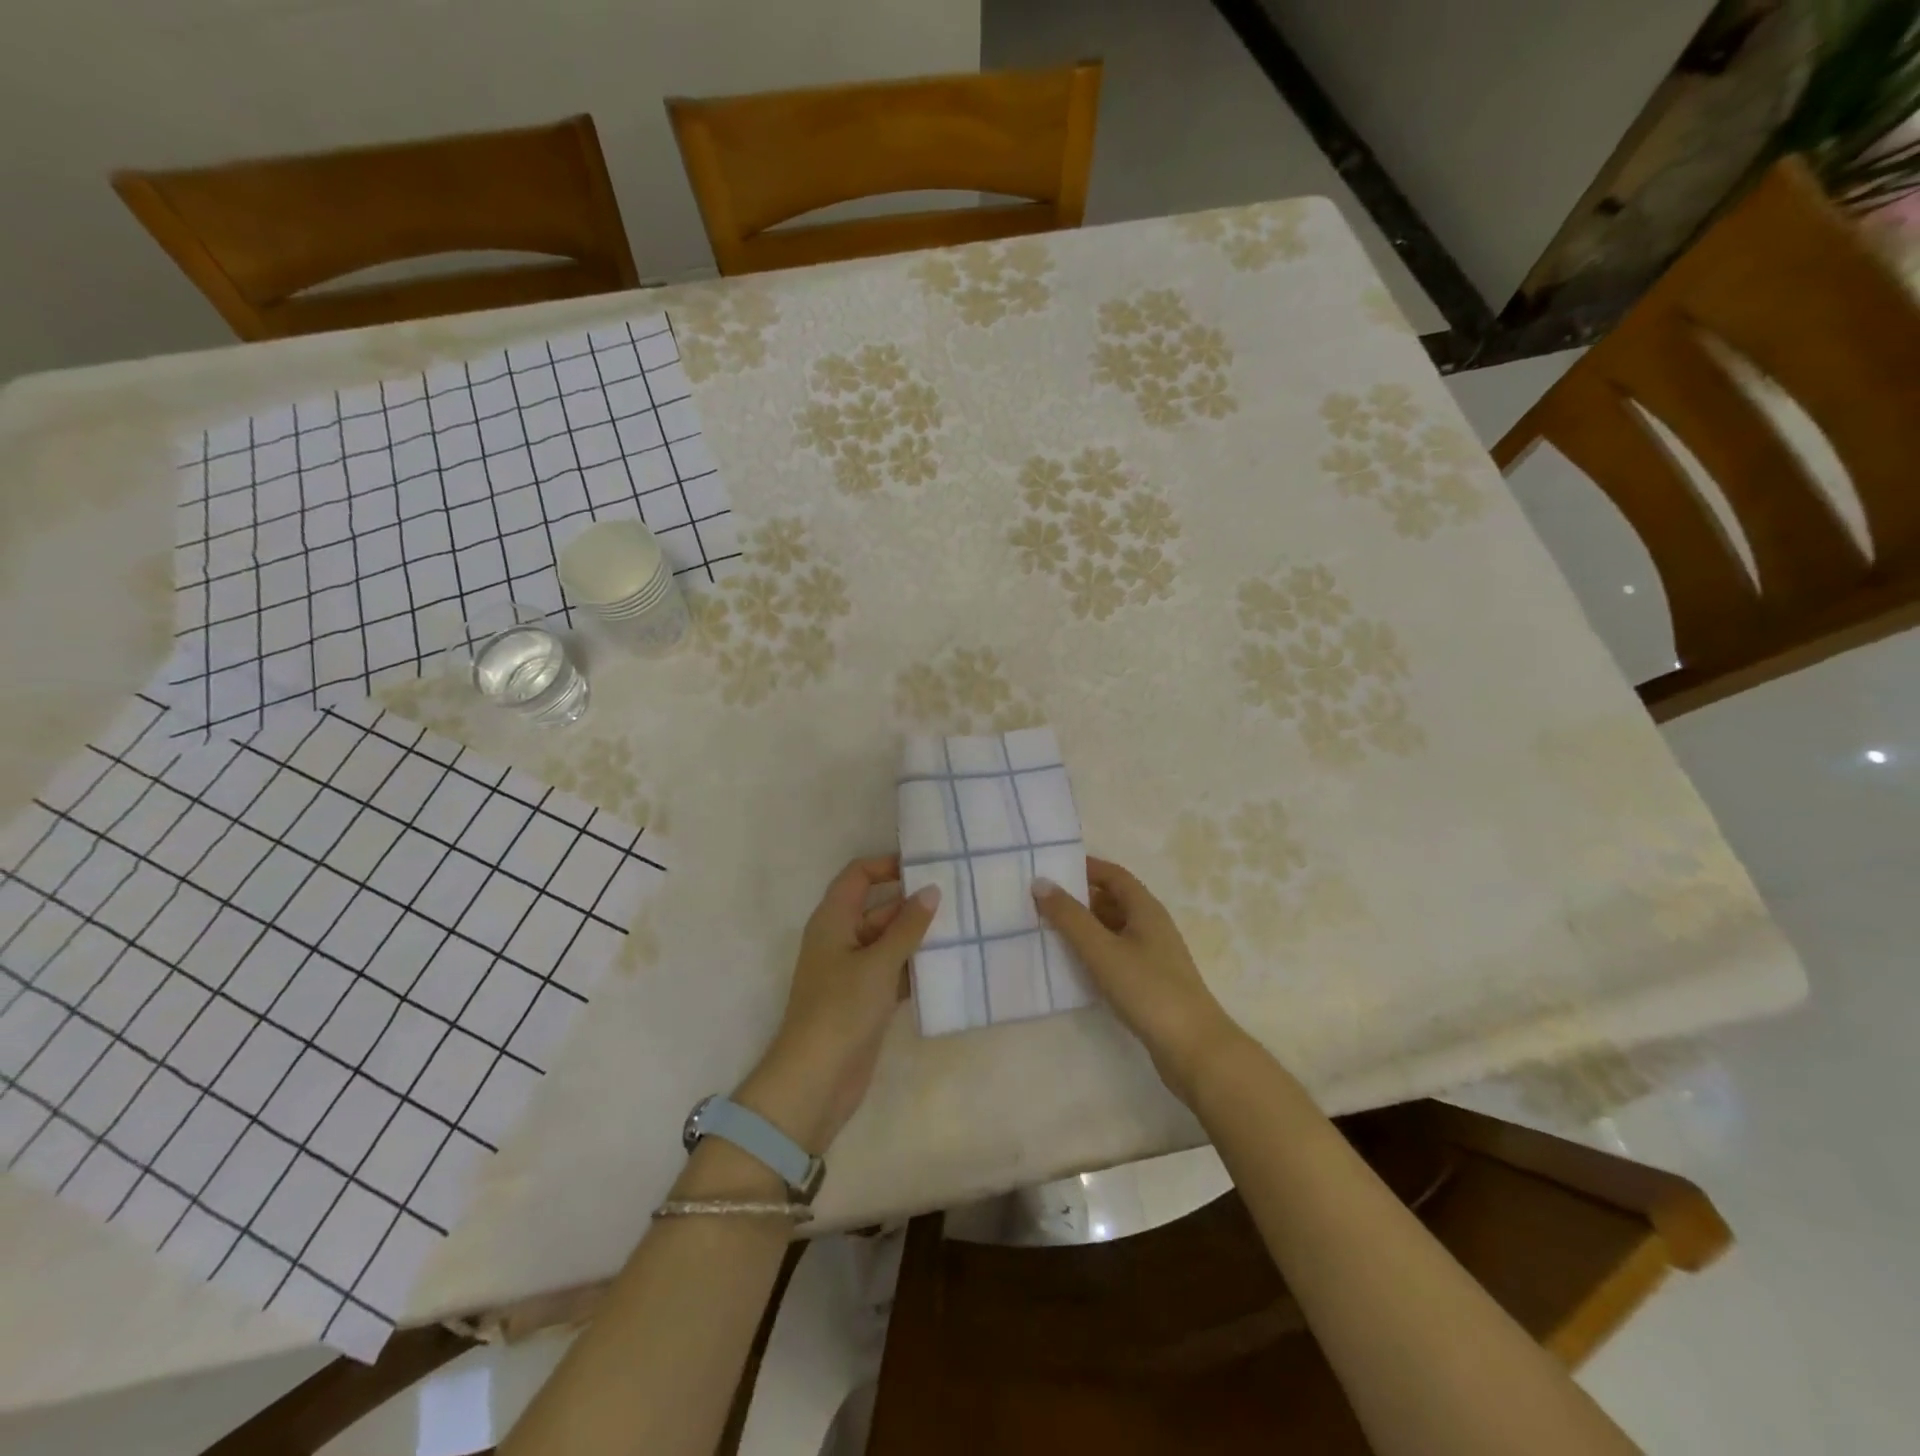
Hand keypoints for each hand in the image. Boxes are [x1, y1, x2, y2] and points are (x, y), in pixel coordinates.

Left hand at [736, 856, 939, 1151]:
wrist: (815, 1081)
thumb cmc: (841, 1010)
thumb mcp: (878, 963)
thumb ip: (907, 926)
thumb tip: (931, 891)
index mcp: (832, 920)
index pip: (858, 876)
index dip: (887, 865)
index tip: (926, 865)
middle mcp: (840, 939)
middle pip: (877, 907)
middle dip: (912, 903)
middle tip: (958, 896)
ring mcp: (852, 971)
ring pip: (888, 941)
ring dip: (918, 936)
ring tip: (962, 926)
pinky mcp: (865, 999)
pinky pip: (893, 970)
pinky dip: (914, 967)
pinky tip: (948, 965)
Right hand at [1033, 857, 1243, 1102]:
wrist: (1193, 1049)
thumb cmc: (1147, 990)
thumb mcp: (1102, 950)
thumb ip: (1070, 917)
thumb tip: (1040, 882)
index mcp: (1145, 908)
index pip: (1113, 874)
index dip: (1084, 868)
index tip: (1050, 868)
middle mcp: (1151, 925)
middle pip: (1112, 900)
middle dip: (1078, 897)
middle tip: (1040, 901)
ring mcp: (1153, 955)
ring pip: (1113, 929)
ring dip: (1084, 926)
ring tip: (1047, 930)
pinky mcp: (1150, 982)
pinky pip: (1116, 954)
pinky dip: (1093, 952)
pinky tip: (1072, 965)